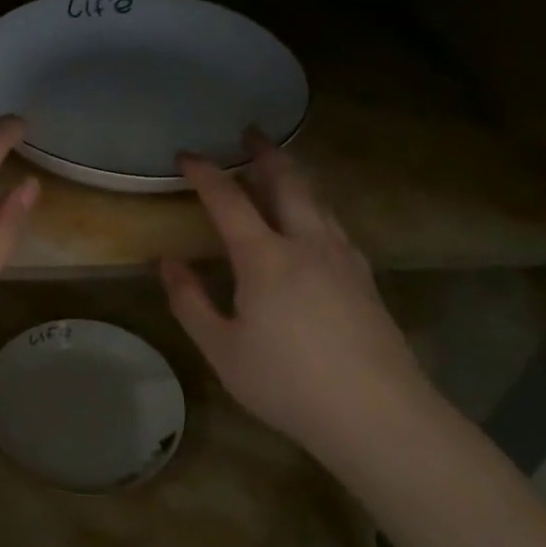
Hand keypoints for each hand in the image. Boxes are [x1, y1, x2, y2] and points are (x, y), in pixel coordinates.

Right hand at [160, 131, 442, 459]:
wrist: (377, 414)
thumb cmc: (287, 383)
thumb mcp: (222, 349)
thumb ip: (190, 301)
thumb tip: (168, 262)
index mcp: (266, 258)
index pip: (229, 201)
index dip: (205, 174)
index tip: (186, 155)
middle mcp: (308, 244)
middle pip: (287, 183)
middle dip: (265, 154)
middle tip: (251, 132)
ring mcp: (343, 258)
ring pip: (318, 200)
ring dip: (294, 176)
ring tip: (280, 167)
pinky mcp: (365, 277)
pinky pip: (334, 224)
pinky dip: (315, 206)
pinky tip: (314, 222)